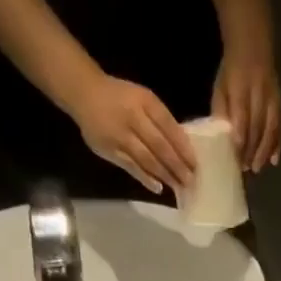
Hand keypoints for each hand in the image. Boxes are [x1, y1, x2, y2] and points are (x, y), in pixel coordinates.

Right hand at [70, 76, 196, 194]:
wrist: (84, 93)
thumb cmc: (120, 97)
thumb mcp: (142, 99)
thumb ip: (160, 120)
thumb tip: (183, 147)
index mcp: (145, 101)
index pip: (169, 127)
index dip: (184, 147)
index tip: (196, 164)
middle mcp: (133, 117)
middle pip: (160, 146)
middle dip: (178, 165)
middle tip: (191, 181)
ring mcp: (120, 135)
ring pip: (147, 159)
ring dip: (165, 175)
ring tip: (178, 187)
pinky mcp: (110, 150)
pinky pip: (131, 167)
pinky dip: (146, 178)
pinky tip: (158, 187)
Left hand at [212, 51, 280, 171]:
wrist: (253, 45)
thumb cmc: (232, 71)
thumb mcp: (221, 85)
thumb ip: (221, 109)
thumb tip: (221, 135)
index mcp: (241, 85)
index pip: (241, 114)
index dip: (240, 135)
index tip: (236, 155)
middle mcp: (259, 92)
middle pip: (257, 125)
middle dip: (251, 148)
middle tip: (245, 168)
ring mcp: (272, 97)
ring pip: (271, 127)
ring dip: (265, 150)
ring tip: (257, 168)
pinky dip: (278, 144)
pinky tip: (275, 160)